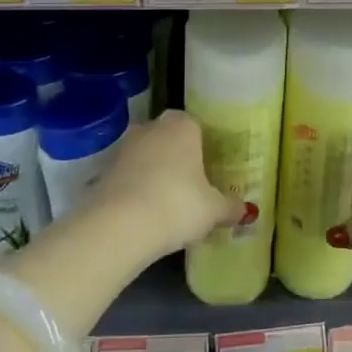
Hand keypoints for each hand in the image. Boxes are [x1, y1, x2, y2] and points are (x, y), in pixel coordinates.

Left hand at [84, 110, 241, 259]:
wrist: (120, 225)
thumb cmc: (178, 205)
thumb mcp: (213, 210)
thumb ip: (231, 207)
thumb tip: (247, 211)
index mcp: (183, 126)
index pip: (195, 125)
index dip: (202, 146)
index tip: (209, 168)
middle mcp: (151, 128)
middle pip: (168, 138)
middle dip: (178, 157)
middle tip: (191, 185)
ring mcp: (124, 147)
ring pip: (146, 155)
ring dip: (154, 172)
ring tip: (168, 202)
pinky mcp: (104, 171)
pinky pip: (128, 175)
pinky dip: (136, 188)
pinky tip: (145, 211)